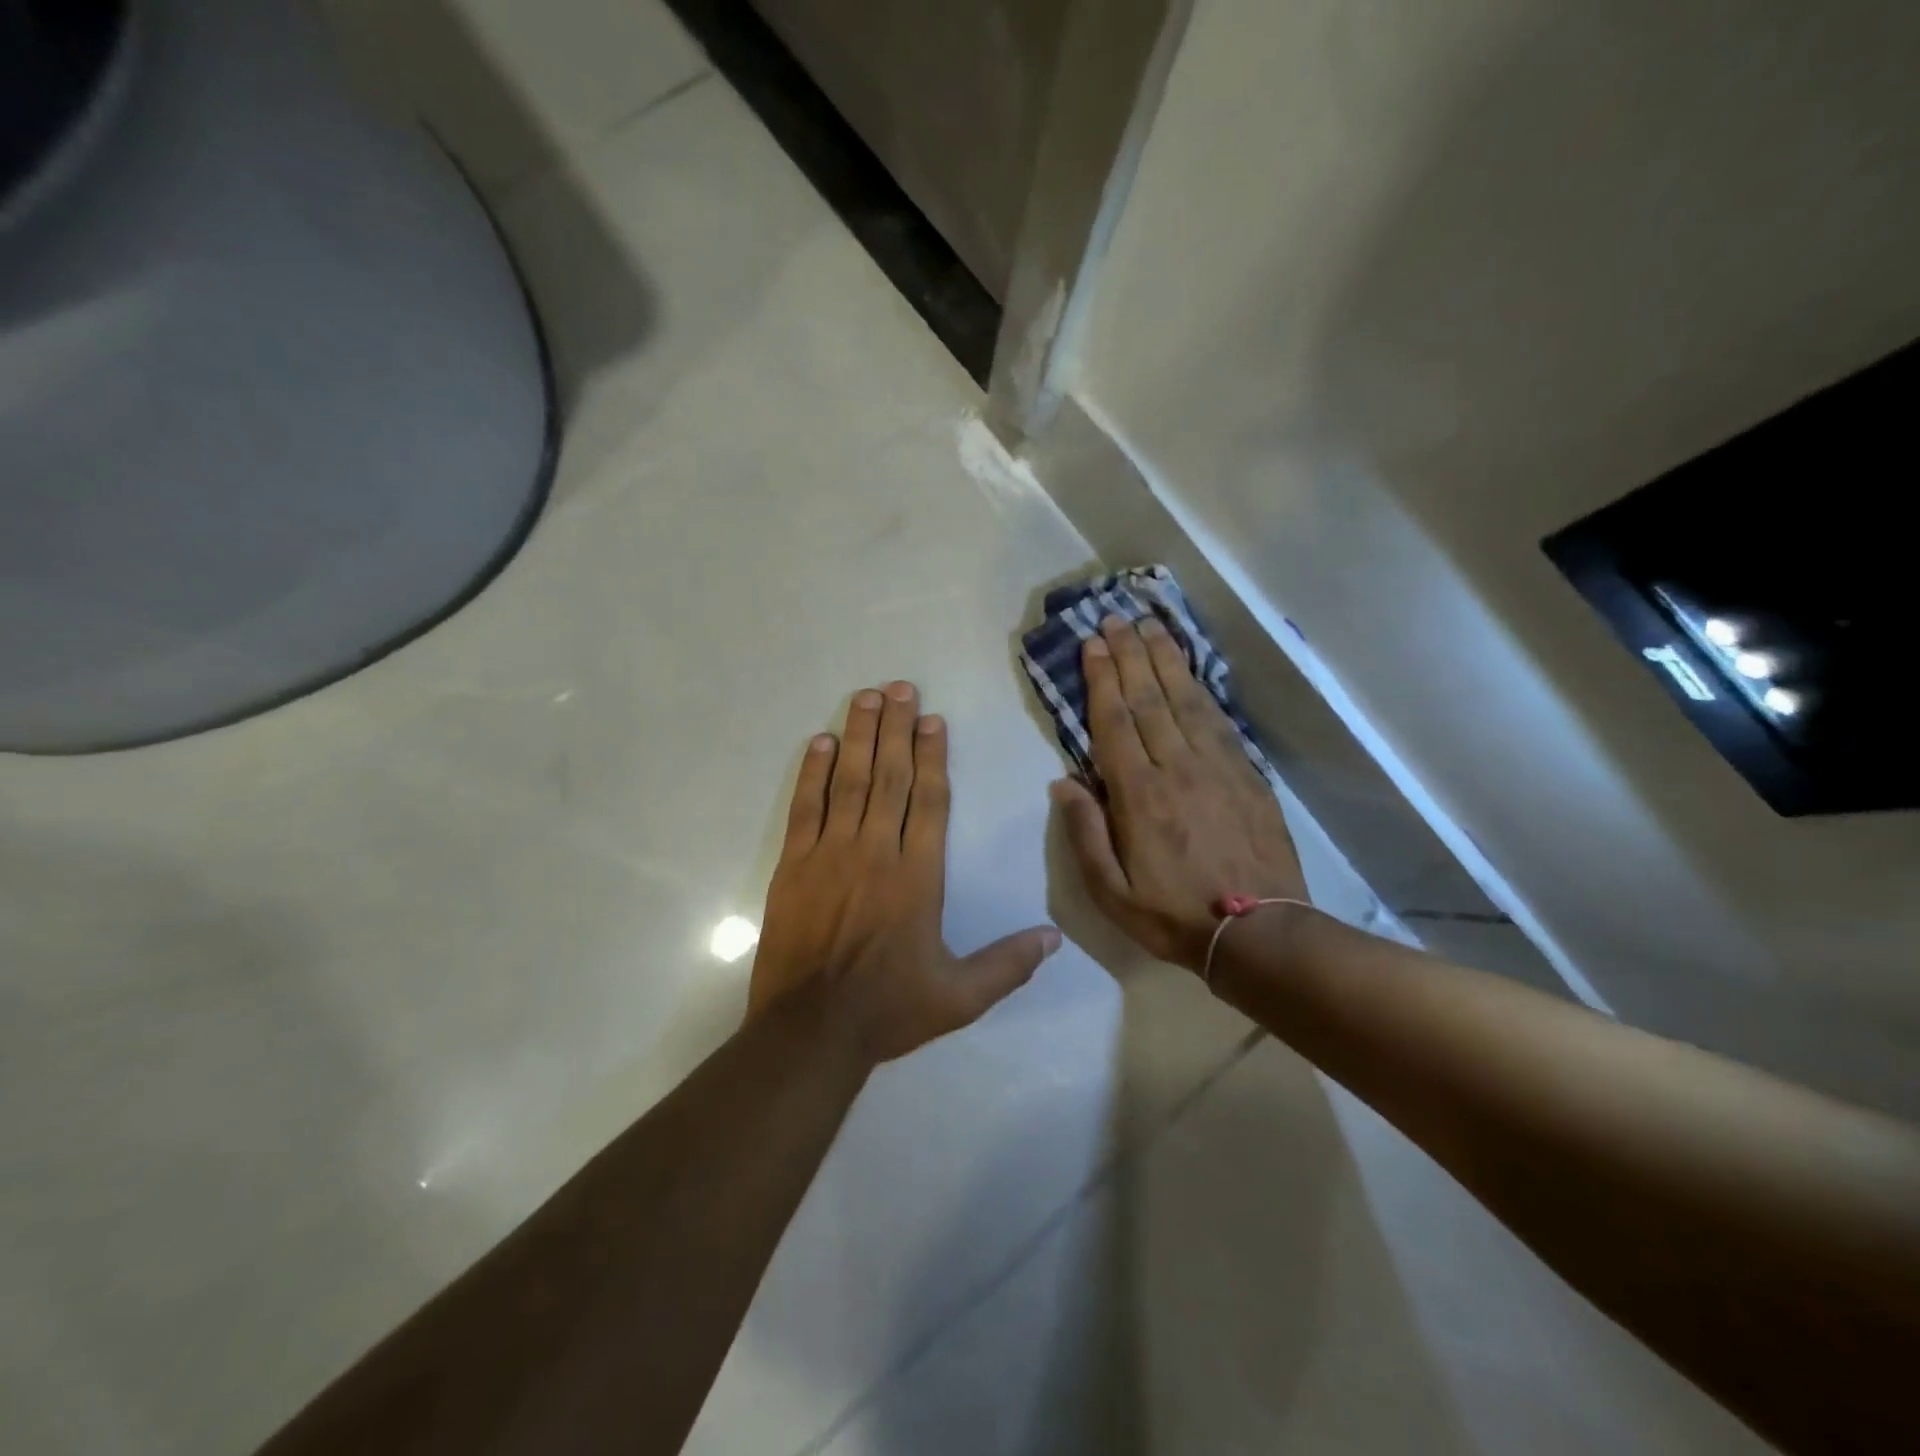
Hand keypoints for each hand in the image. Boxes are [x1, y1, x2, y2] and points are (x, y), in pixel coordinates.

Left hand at [751, 682, 1060, 1062]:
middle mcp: (877, 852)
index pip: (930, 800)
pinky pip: (805, 807)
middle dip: (896, 728)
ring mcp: (831, 854)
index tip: (932, 719)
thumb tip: (1056, 938)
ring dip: (859, 736)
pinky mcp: (794, 865)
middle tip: (899, 686)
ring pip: (849, 781)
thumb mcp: (960, 997)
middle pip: (891, 777)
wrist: (810, 1031)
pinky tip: (821, 742)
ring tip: (865, 697)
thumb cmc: (888, 1009)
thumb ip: (1008, 964)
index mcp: (918, 876)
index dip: (933, 755)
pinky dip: (812, 772)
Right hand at [1052, 617, 1307, 971]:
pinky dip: (1200, 689)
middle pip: (1150, 699)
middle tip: (1115, 619)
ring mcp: (1218, 767)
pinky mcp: (1248, 775)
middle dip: (1130, 655)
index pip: (1115, 722)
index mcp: (1140, 796)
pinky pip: (1218, 721)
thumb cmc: (1174, 915)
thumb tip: (1063, 782)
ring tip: (1151, 627)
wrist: (1260, 933)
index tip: (1092, 644)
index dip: (1102, 679)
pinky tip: (1190, 672)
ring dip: (1166, 660)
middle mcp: (1178, 768)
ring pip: (1186, 700)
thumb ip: (1084, 834)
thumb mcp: (1111, 892)